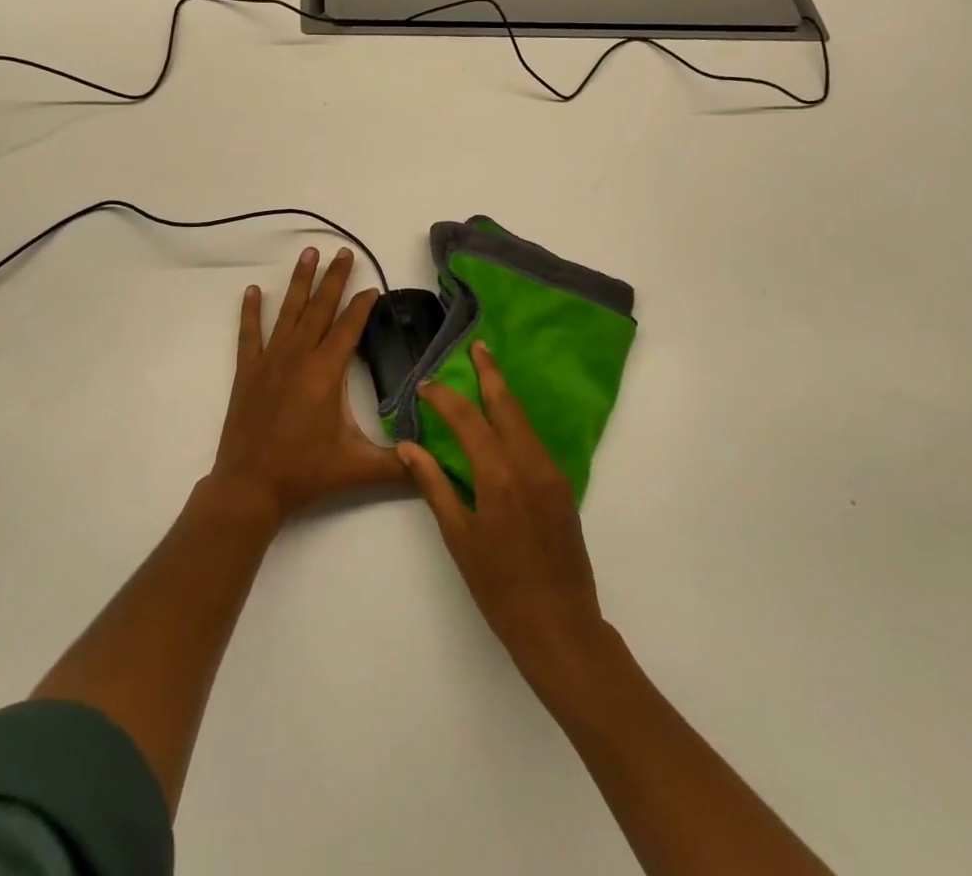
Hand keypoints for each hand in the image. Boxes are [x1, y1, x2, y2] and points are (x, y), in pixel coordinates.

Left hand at [209, 246, 403, 525]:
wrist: (250, 486)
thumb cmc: (305, 472)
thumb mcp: (358, 468)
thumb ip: (399, 465)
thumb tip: (435, 462)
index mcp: (326, 371)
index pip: (349, 327)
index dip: (362, 306)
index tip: (373, 288)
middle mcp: (298, 356)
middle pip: (320, 308)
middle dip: (334, 278)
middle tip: (343, 252)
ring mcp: (270, 361)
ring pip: (289, 312)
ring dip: (300, 282)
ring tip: (308, 253)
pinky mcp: (248, 371)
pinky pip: (249, 334)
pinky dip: (251, 311)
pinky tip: (253, 290)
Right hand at [399, 342, 609, 688]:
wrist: (561, 626)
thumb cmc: (499, 588)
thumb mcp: (459, 538)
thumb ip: (434, 486)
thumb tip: (409, 447)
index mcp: (500, 476)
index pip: (468, 420)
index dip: (445, 399)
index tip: (426, 385)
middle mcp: (530, 463)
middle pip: (507, 405)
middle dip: (491, 373)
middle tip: (477, 347)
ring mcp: (551, 473)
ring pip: (524, 420)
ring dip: (504, 395)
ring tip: (486, 374)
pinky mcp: (562, 486)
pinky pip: (534, 441)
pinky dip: (515, 421)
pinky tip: (502, 420)